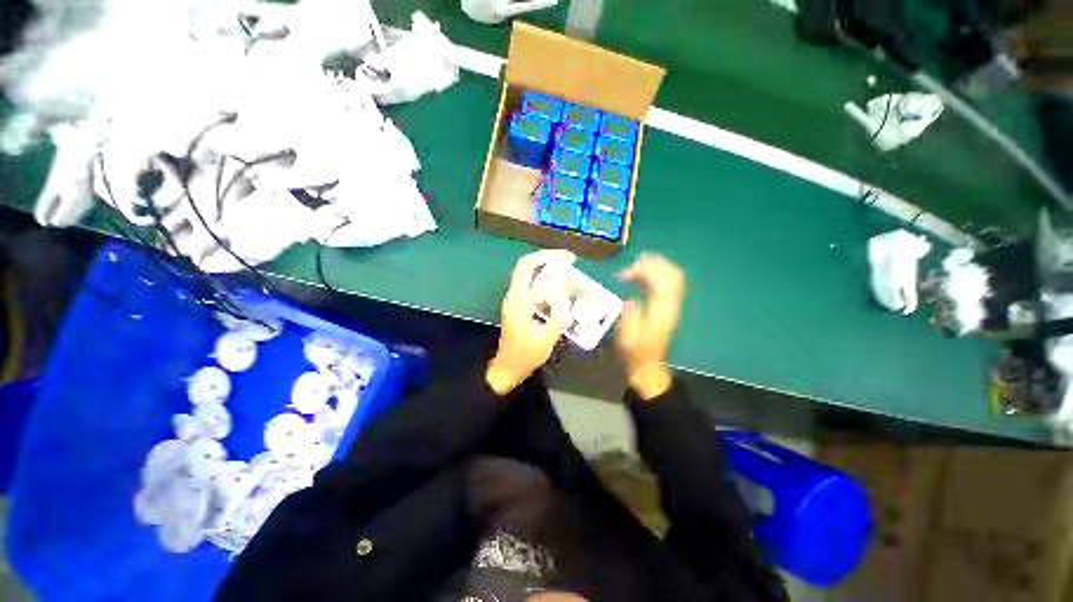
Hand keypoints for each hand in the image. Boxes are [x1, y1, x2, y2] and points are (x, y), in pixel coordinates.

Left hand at [486, 249, 575, 394]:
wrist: (508, 367)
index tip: (571, 261)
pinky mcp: (519, 306)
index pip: (531, 269)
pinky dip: (544, 280)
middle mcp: (514, 295)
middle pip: (526, 265)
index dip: (550, 261)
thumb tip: (563, 292)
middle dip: (546, 257)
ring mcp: (515, 300)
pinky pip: (531, 285)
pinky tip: (558, 287)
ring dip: (545, 267)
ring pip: (527, 274)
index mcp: (518, 300)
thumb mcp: (547, 336)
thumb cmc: (526, 354)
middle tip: (567, 259)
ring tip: (565, 268)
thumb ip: (558, 313)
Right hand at [616, 254, 685, 399]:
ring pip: (671, 276)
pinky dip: (654, 276)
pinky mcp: (668, 306)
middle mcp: (671, 303)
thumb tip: (630, 298)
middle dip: (651, 264)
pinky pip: (667, 284)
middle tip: (630, 266)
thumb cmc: (636, 352)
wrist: (649, 366)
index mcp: (662, 309)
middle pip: (671, 273)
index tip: (624, 274)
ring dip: (653, 268)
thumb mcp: (627, 335)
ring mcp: (672, 304)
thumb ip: (630, 314)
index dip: (645, 270)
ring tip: (633, 269)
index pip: (662, 280)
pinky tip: (639, 278)